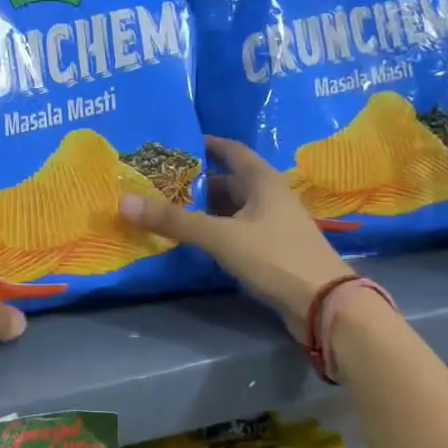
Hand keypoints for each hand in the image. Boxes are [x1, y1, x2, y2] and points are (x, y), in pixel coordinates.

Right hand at [120, 136, 353, 338]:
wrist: (324, 304)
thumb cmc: (275, 257)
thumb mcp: (220, 237)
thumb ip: (174, 220)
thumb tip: (124, 201)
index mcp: (263, 181)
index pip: (232, 150)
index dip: (206, 144)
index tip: (176, 143)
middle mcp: (270, 197)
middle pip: (229, 181)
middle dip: (196, 182)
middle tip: (159, 182)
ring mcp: (274, 225)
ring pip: (232, 209)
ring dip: (204, 209)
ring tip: (168, 210)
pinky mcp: (273, 251)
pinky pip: (237, 231)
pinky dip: (215, 231)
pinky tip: (194, 240)